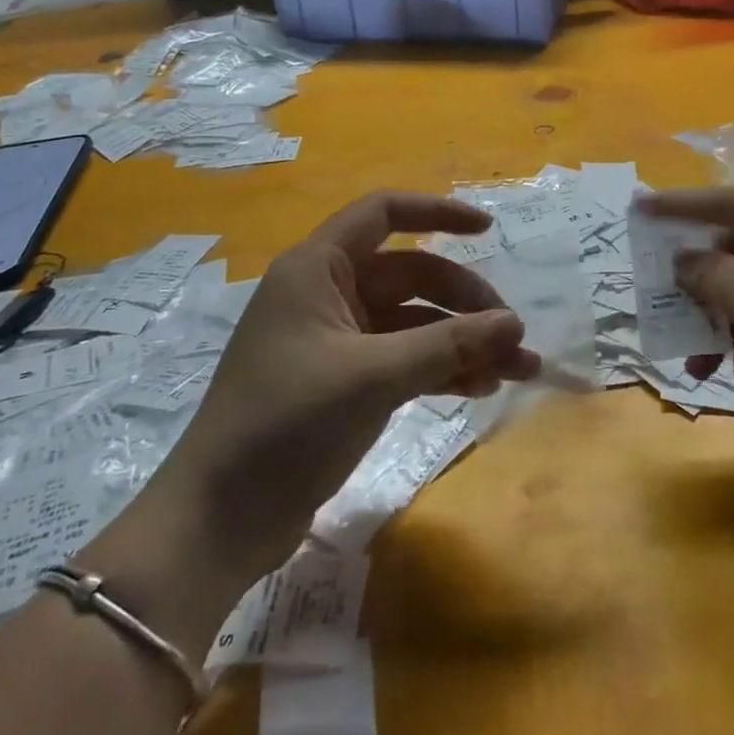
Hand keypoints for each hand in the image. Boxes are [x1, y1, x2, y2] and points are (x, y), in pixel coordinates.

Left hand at [147, 192, 541, 585]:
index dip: (437, 212)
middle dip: (464, 301)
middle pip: (410, 274)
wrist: (217, 522)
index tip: (488, 228)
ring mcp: (335, 341)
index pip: (382, 214)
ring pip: (412, 322)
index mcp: (317, 269)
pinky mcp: (341, 383)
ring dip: (461, 342)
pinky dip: (439, 370)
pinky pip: (402, 360)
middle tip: (513, 335)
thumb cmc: (286, 425)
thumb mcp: (373, 377)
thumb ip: (447, 345)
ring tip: (516, 370)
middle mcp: (326, 294)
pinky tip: (479, 389)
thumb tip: (514, 324)